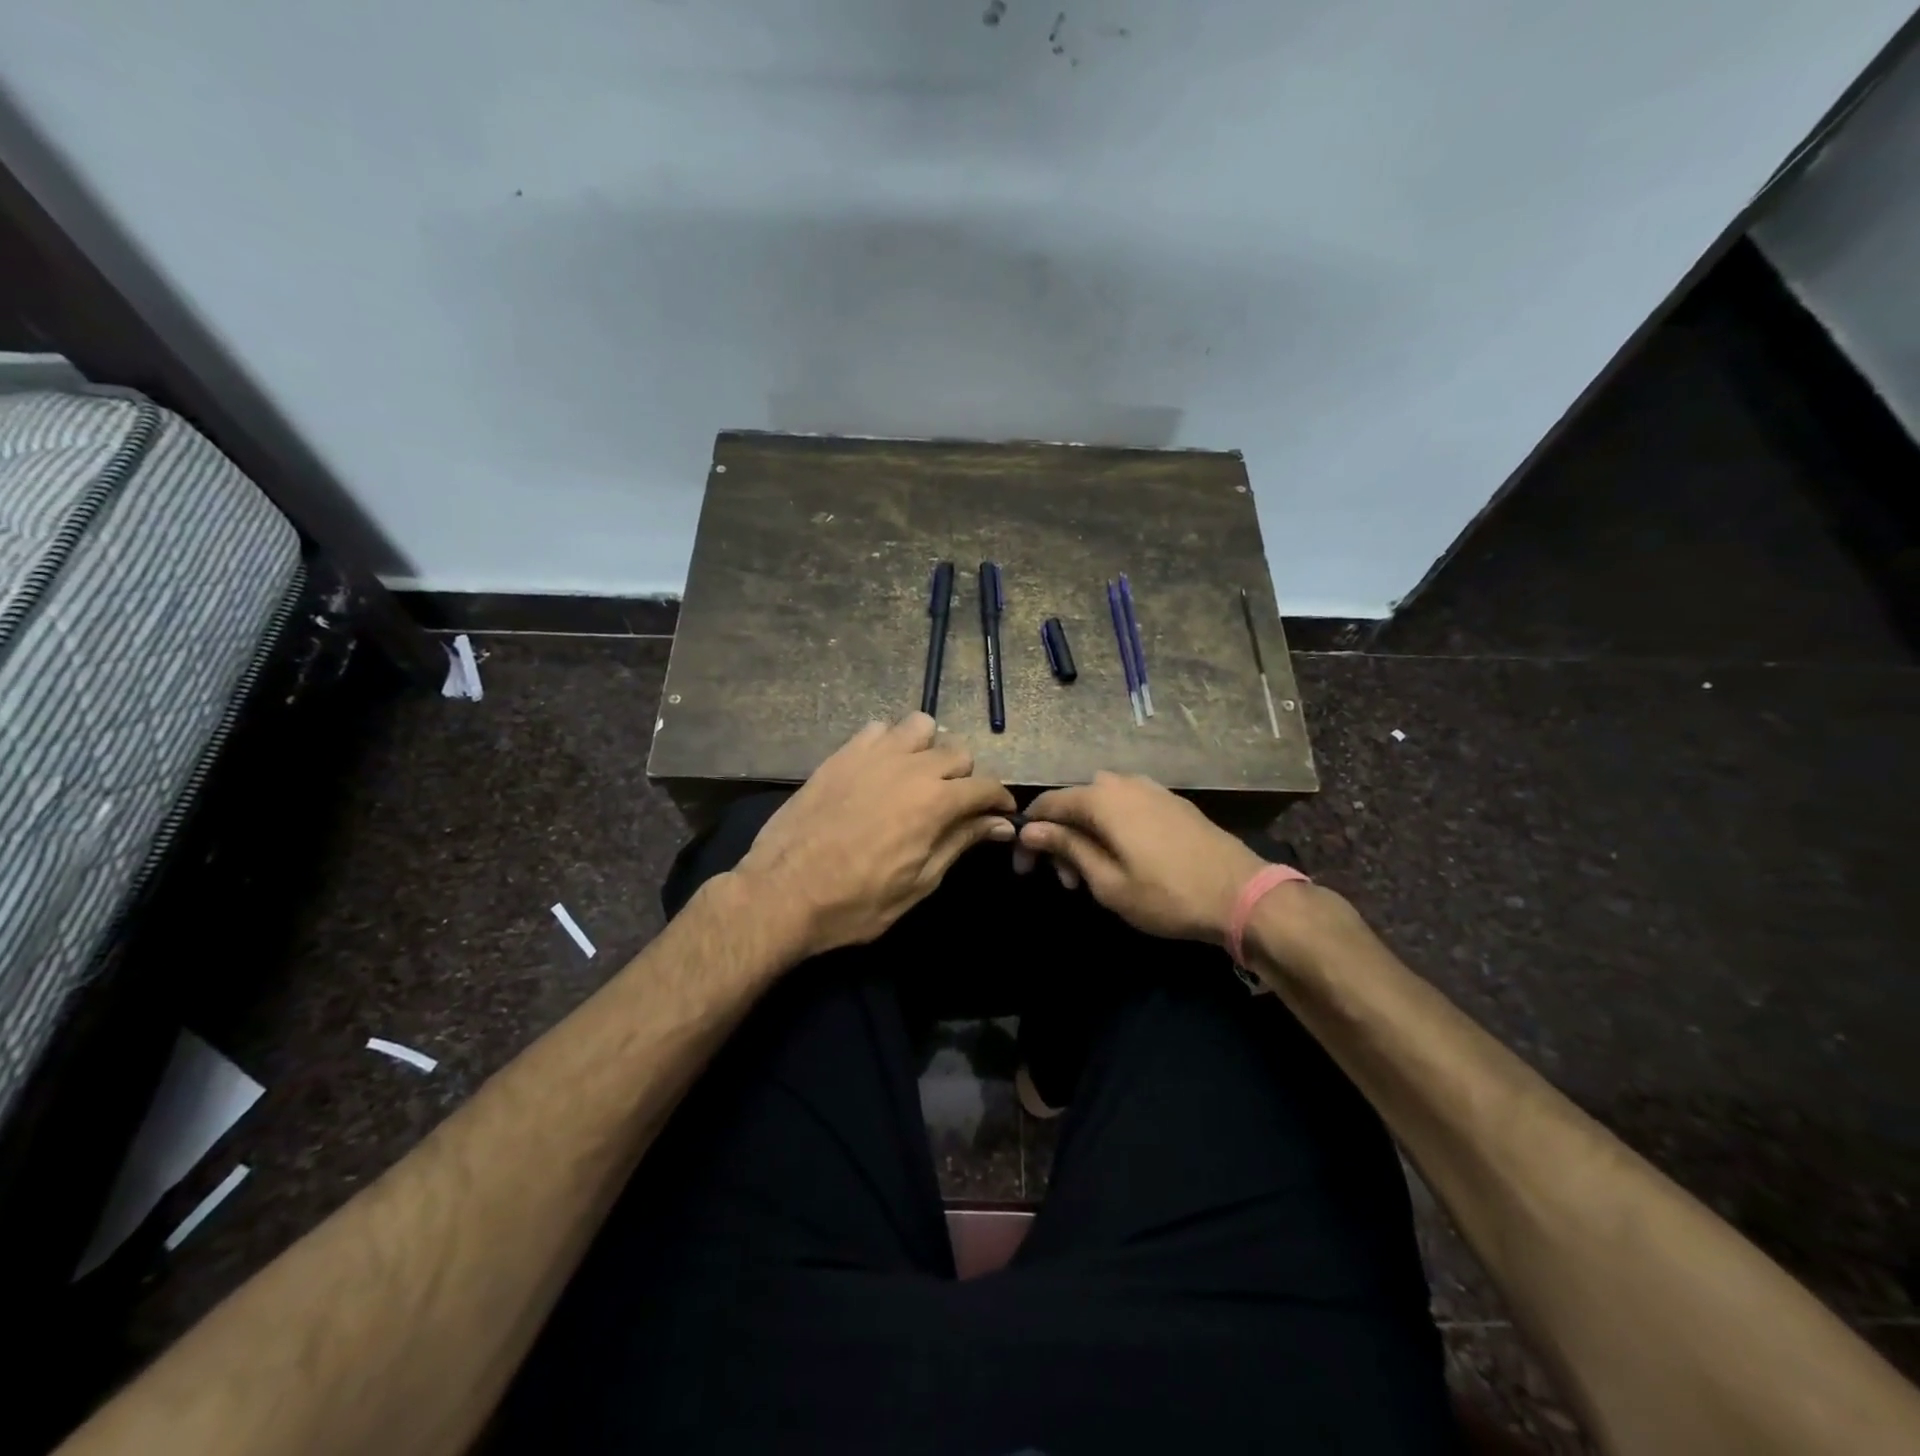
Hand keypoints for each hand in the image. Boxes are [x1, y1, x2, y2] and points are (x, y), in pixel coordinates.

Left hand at [733, 714, 1016, 957]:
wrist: (783, 893)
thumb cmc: (856, 902)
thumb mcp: (920, 882)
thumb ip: (961, 842)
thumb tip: (1000, 824)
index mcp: (935, 802)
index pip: (986, 786)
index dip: (999, 802)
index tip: (999, 817)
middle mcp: (910, 767)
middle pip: (958, 752)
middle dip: (965, 778)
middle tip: (953, 806)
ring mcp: (873, 754)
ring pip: (921, 727)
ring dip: (928, 750)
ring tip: (917, 779)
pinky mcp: (842, 754)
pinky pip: (878, 729)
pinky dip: (889, 743)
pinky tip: (880, 771)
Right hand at [1014, 772, 1267, 944]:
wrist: (1241, 894)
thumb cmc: (1166, 894)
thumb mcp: (1106, 881)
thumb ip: (1066, 848)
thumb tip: (1030, 829)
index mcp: (1101, 798)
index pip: (1048, 804)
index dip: (1029, 834)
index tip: (1024, 868)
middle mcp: (1123, 783)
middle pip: (1074, 803)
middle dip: (1060, 840)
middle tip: (1066, 882)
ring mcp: (1151, 789)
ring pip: (1101, 806)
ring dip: (1086, 836)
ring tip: (1093, 876)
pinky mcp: (1171, 802)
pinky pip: (1126, 808)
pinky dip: (1112, 830)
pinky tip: (1122, 859)